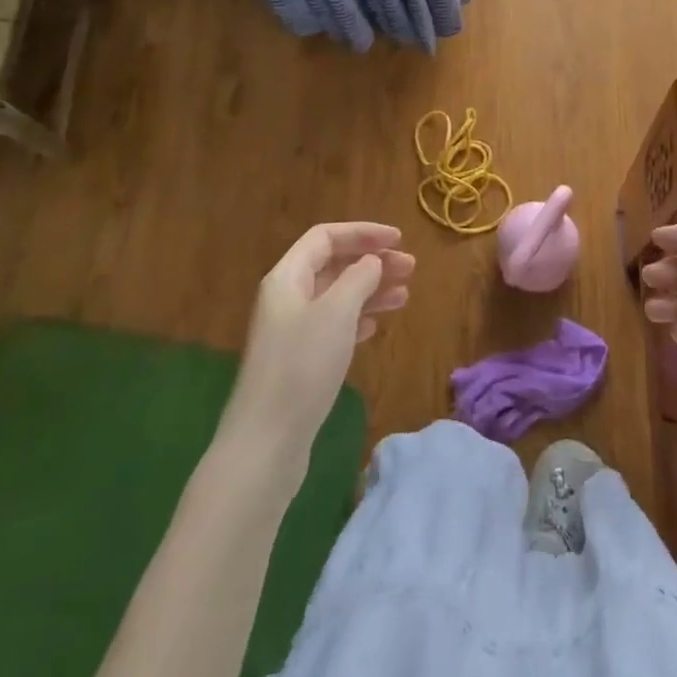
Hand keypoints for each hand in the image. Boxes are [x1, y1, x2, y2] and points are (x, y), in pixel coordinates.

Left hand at [225, 222, 414, 462]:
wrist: (266, 444)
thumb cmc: (302, 366)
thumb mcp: (336, 312)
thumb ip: (358, 278)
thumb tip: (371, 262)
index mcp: (287, 277)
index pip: (326, 237)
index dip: (363, 233)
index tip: (398, 239)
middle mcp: (286, 298)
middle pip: (333, 265)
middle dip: (372, 262)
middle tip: (411, 269)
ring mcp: (291, 331)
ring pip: (336, 296)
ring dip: (370, 291)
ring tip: (404, 296)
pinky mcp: (298, 362)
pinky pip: (333, 325)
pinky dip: (357, 319)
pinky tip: (375, 326)